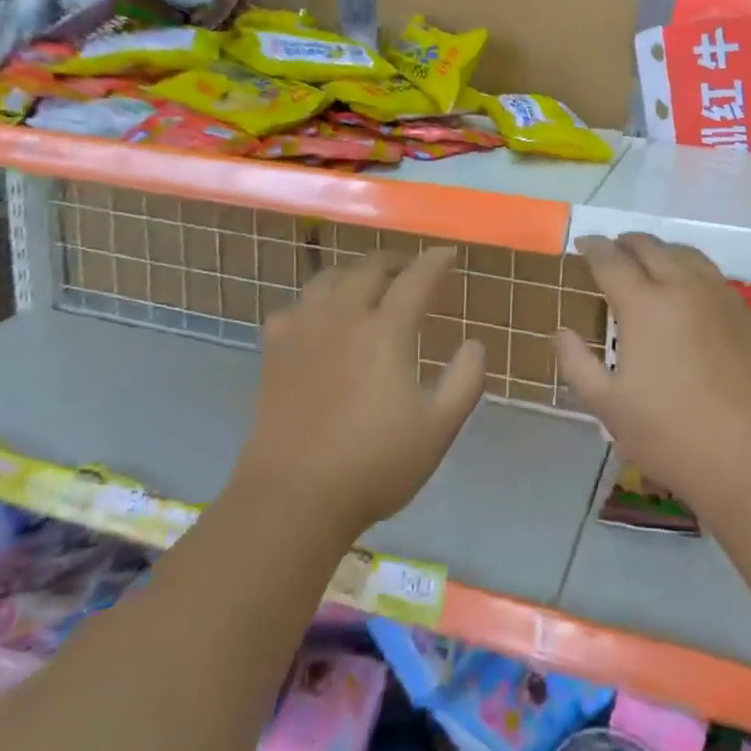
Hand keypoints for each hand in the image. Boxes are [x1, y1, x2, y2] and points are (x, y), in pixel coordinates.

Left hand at [239, 247, 484, 538]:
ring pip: (328, 278)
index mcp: (385, 331)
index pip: (416, 279)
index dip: (435, 262)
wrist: (293, 497)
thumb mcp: (438, 429)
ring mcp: (304, 330)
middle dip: (395, 261)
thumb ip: (465, 381)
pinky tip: (318, 319)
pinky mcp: (275, 350)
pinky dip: (314, 302)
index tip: (448, 254)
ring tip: (366, 284)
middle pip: (369, 268)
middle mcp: (344, 317)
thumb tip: (475, 344)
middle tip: (410, 270)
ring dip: (354, 273)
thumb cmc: (374, 464)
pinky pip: (295, 306)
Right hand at [554, 233, 750, 520]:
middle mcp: (682, 287)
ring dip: (660, 249)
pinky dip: (689, 266)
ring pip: (685, 253)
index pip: (611, 260)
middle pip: (650, 247)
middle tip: (611, 248)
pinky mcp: (745, 314)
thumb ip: (577, 364)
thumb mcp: (608, 407)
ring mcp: (719, 297)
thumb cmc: (672, 434)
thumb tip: (562, 332)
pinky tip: (687, 288)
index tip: (582, 242)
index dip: (593, 247)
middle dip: (626, 242)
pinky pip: (711, 273)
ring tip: (648, 260)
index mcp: (644, 305)